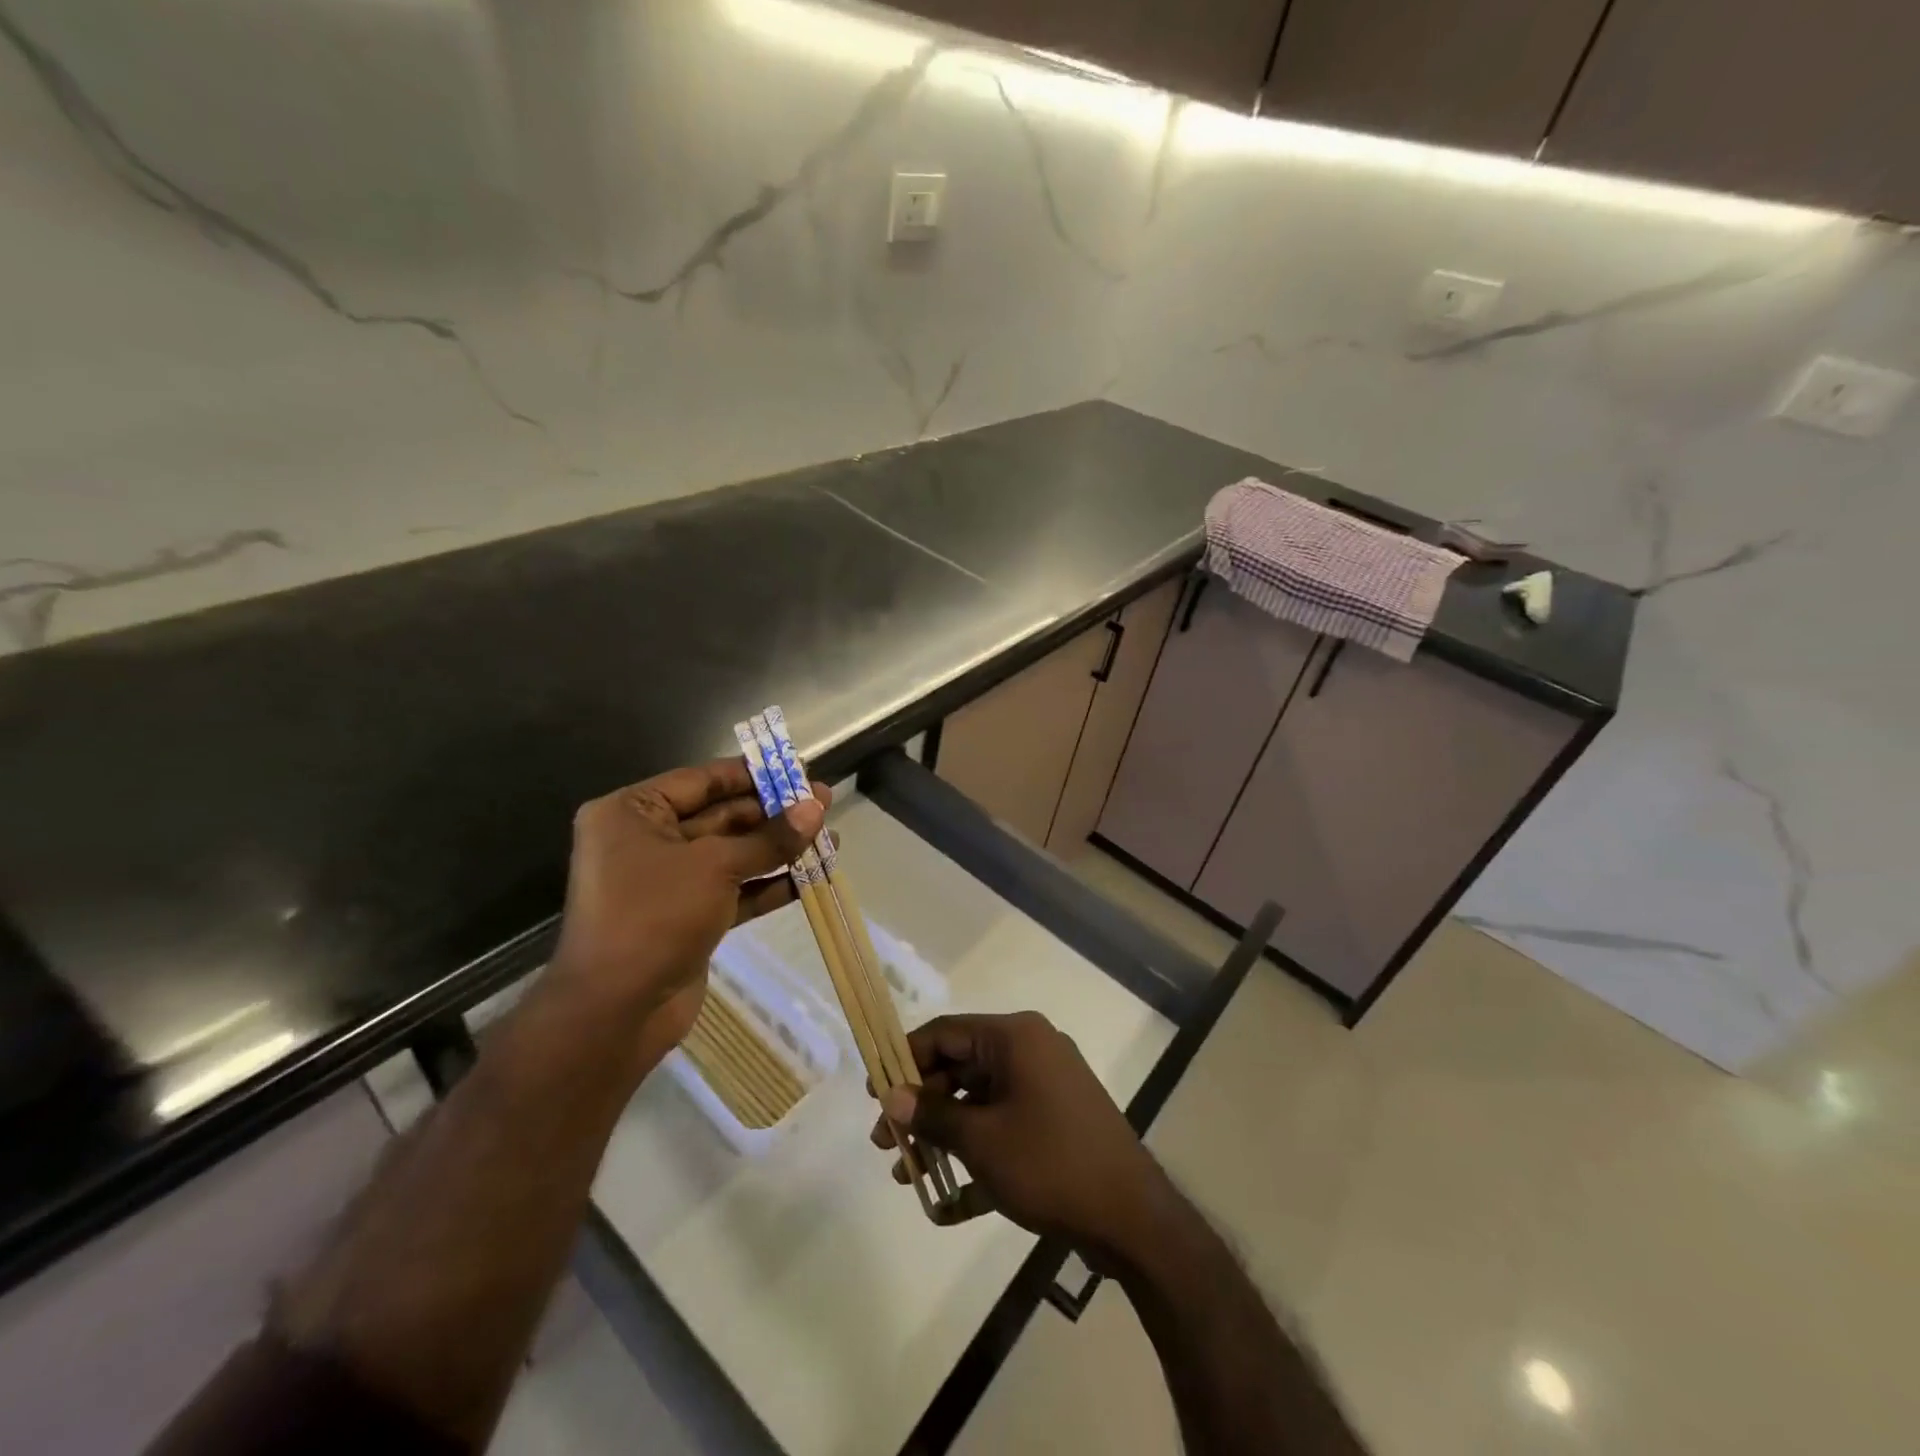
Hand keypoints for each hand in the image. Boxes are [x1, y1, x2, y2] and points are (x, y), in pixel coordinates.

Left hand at [550, 758, 826, 1051]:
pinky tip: (811, 878)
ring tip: (830, 838)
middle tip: (824, 805)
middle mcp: (646, 841)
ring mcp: (668, 882)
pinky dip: (768, 884)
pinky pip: (733, 890)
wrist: (616, 1011)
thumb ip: (769, 838)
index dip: (753, 775)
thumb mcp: (716, 866)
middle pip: (721, 817)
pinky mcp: (688, 917)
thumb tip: (816, 807)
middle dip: (774, 814)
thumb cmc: (655, 915)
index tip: (798, 771)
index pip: (702, 781)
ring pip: (733, 855)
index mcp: (632, 813)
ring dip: (778, 849)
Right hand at [871, 1012, 1172, 1260]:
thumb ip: (932, 1114)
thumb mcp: (981, 1140)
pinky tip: (949, 1201)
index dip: (905, 1060)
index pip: (945, 1033)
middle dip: (921, 1107)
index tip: (874, 1094)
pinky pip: (1004, 1126)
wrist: (1131, 1217)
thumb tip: (891, 1095)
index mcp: (1014, 1037)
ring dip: (944, 1135)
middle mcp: (1030, 1050)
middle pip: (960, 1068)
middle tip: (886, 1145)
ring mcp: (1046, 1086)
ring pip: (979, 1101)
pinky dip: (977, 1153)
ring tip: (910, 1176)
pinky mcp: (1055, 1120)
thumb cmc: (1049, 1163)